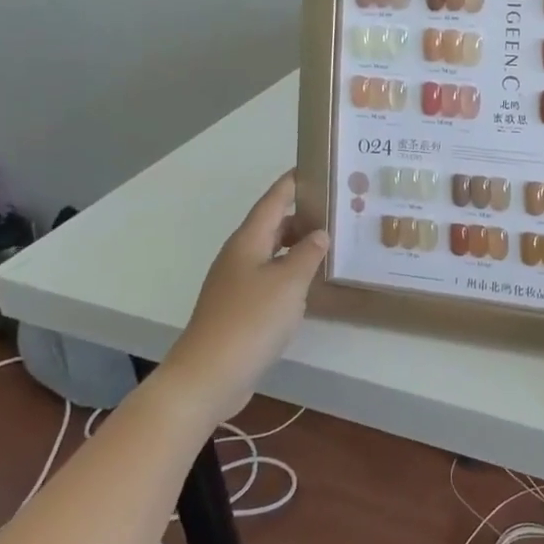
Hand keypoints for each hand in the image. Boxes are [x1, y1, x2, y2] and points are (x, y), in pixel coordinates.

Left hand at [169, 171, 326, 422]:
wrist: (208, 376)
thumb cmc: (250, 321)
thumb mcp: (288, 282)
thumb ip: (307, 254)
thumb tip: (320, 233)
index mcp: (248, 242)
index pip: (273, 201)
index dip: (292, 183)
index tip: (313, 166)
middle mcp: (240, 256)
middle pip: (273, 226)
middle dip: (302, 215)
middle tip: (336, 210)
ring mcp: (236, 284)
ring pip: (272, 253)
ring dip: (298, 246)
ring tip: (331, 243)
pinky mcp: (239, 309)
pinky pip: (270, 278)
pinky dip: (291, 273)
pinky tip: (310, 283)